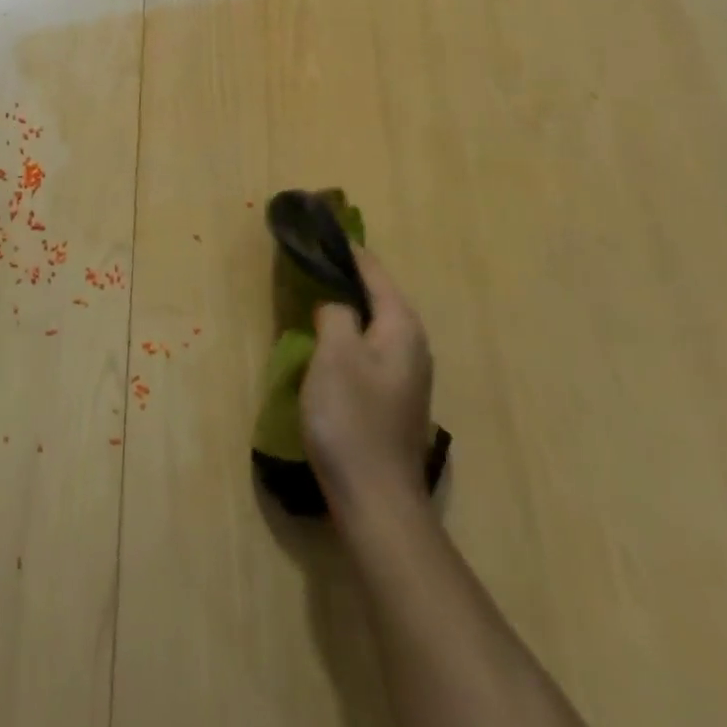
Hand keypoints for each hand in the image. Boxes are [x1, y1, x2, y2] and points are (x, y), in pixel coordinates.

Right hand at [300, 246, 434, 513]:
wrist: (376, 498)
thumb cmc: (352, 419)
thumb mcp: (335, 354)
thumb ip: (336, 315)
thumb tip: (336, 306)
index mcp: (402, 328)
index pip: (374, 272)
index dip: (348, 250)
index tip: (323, 228)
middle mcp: (413, 345)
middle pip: (379, 296)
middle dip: (348, 275)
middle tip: (312, 259)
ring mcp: (407, 375)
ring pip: (375, 324)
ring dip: (349, 306)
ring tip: (316, 292)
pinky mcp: (394, 398)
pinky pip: (371, 348)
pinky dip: (350, 334)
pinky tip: (328, 342)